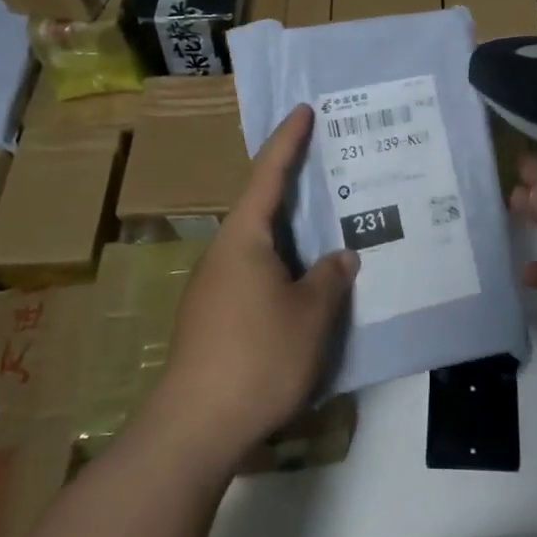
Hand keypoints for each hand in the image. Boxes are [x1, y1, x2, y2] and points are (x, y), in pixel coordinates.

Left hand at [152, 104, 356, 472]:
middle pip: (262, 208)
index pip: (269, 174)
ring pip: (260, 247)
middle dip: (295, 188)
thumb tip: (341, 257)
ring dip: (292, 236)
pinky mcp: (213, 318)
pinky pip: (255, 275)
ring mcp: (214, 287)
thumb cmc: (258, 356)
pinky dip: (282, 268)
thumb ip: (331, 278)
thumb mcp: (311, 315)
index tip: (303, 109)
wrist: (195, 427)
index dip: (289, 140)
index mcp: (244, 238)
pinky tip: (305, 288)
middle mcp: (224, 253)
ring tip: (328, 232)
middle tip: (330, 171)